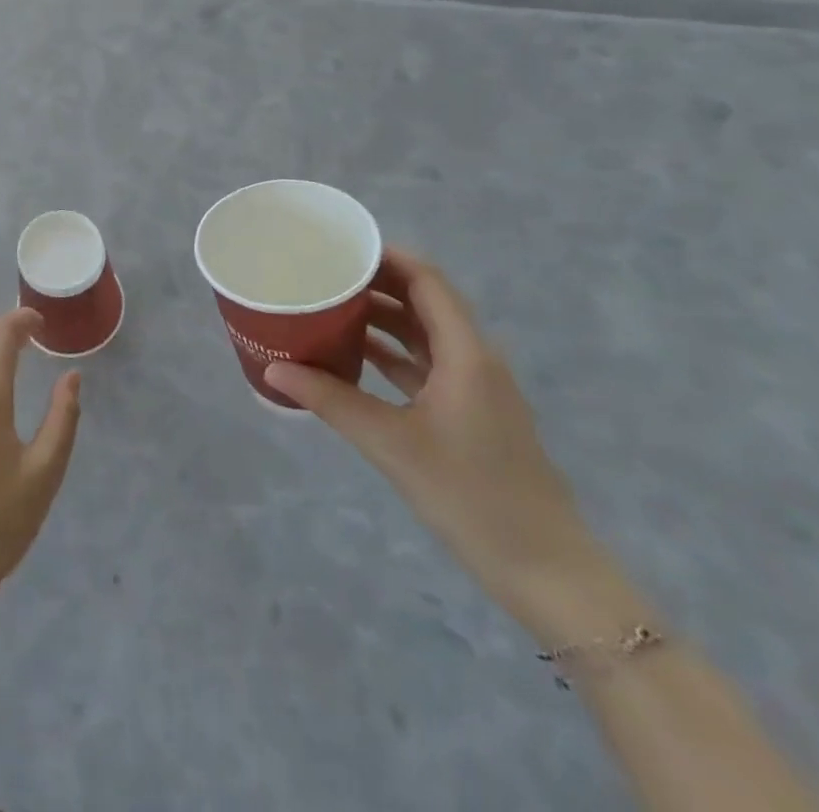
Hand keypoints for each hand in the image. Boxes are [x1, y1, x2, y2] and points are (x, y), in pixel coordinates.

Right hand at [265, 249, 613, 635]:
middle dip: (376, 284)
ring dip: (381, 320)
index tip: (340, 247)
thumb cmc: (471, 496)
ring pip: (423, 336)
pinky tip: (352, 357)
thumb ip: (331, 401)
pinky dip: (391, 355)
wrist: (546, 571)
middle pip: (424, 303)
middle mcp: (474, 359)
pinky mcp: (469, 415)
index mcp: (466, 353)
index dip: (387, 257)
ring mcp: (474, 388)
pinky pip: (424, 367)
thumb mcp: (392, 444)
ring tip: (329, 308)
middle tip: (324, 275)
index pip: (427, 281)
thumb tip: (273, 369)